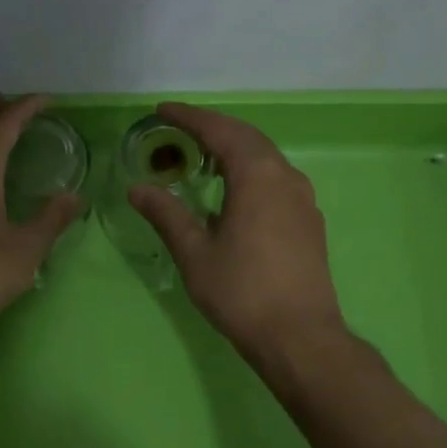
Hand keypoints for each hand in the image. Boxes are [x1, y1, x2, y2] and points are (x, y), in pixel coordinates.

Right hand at [130, 102, 346, 360]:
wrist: (300, 337)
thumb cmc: (242, 292)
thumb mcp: (195, 253)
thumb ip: (167, 214)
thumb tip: (138, 189)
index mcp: (258, 176)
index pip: (220, 131)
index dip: (189, 117)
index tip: (162, 110)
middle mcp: (286, 177)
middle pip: (247, 137)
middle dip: (212, 127)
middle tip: (179, 127)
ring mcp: (303, 199)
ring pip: (265, 156)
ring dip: (233, 146)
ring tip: (202, 153)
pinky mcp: (308, 220)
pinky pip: (275, 177)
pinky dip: (249, 169)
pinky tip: (233, 190)